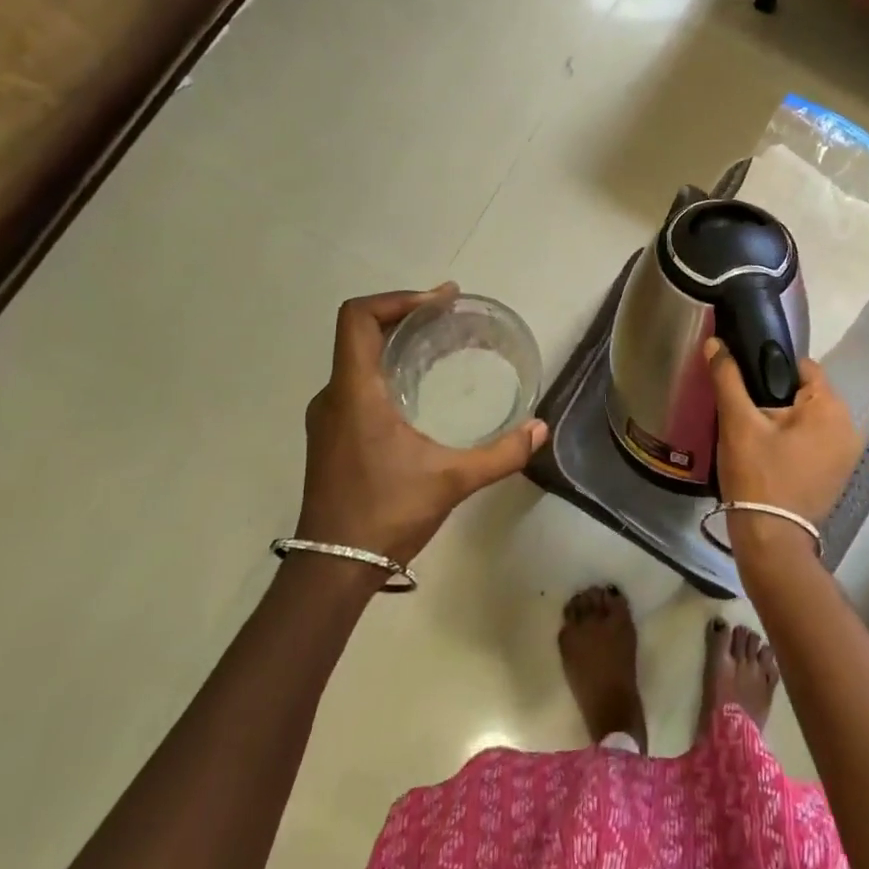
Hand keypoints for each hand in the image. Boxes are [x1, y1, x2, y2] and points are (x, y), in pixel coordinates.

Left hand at [297, 286, 547, 563]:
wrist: (332, 569)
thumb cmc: (386, 514)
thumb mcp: (451, 481)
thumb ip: (501, 453)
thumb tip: (540, 429)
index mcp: (355, 392)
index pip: (358, 317)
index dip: (398, 298)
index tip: (440, 302)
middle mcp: (334, 396)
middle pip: (360, 333)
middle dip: (405, 316)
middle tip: (450, 318)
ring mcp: (328, 418)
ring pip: (357, 359)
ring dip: (395, 344)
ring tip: (439, 347)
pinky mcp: (331, 437)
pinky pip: (357, 384)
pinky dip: (387, 371)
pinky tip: (419, 392)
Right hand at [705, 337, 860, 553]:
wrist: (770, 538)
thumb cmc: (756, 474)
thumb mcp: (737, 422)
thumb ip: (727, 378)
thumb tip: (715, 342)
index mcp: (830, 407)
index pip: (802, 367)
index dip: (770, 368)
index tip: (745, 383)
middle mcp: (848, 426)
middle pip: (807, 392)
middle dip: (777, 396)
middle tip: (745, 411)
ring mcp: (847, 453)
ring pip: (811, 418)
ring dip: (786, 419)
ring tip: (754, 431)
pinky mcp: (838, 473)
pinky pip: (816, 440)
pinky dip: (796, 440)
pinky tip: (771, 452)